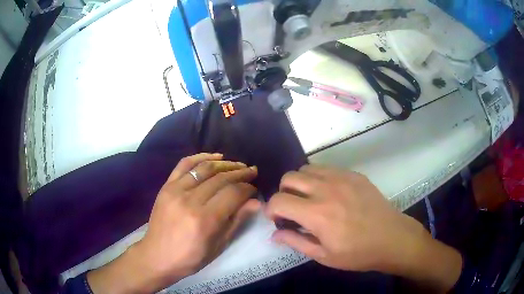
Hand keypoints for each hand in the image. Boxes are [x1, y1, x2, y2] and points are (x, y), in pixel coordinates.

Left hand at [88, 153, 260, 292]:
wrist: (157, 256)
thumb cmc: (190, 257)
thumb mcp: (218, 246)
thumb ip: (236, 221)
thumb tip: (255, 202)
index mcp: (205, 220)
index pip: (233, 193)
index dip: (247, 188)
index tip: (254, 189)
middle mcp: (190, 200)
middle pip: (221, 179)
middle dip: (240, 173)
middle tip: (251, 172)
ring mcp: (175, 190)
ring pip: (205, 168)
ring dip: (225, 164)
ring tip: (237, 164)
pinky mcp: (166, 186)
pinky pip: (184, 164)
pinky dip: (201, 157)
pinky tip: (215, 157)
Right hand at [266, 165, 461, 291]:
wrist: (392, 238)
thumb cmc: (358, 253)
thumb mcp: (324, 256)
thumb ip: (295, 242)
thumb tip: (274, 234)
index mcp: (317, 214)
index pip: (279, 201)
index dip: (271, 209)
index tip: (277, 219)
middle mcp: (326, 190)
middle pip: (289, 178)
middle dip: (283, 193)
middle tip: (293, 208)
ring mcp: (342, 178)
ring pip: (306, 168)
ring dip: (300, 183)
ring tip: (310, 199)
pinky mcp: (354, 174)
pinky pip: (326, 168)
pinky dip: (319, 178)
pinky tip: (330, 193)